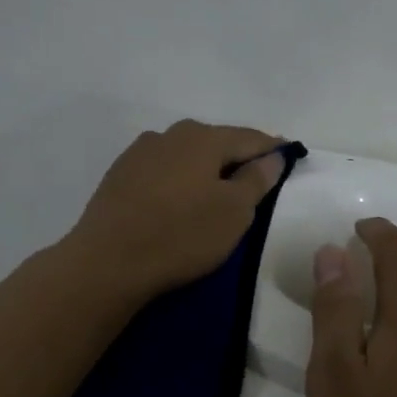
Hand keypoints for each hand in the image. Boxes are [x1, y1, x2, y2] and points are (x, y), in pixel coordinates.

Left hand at [66, 120, 285, 301]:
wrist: (107, 262)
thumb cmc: (181, 235)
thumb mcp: (234, 212)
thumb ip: (257, 180)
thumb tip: (273, 156)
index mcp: (203, 138)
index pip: (250, 138)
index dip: (273, 148)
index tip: (289, 154)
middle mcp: (170, 135)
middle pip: (215, 141)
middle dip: (237, 156)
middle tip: (255, 176)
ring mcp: (139, 153)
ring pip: (186, 155)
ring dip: (205, 168)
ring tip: (217, 190)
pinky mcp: (119, 176)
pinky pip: (162, 170)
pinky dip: (179, 179)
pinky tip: (180, 198)